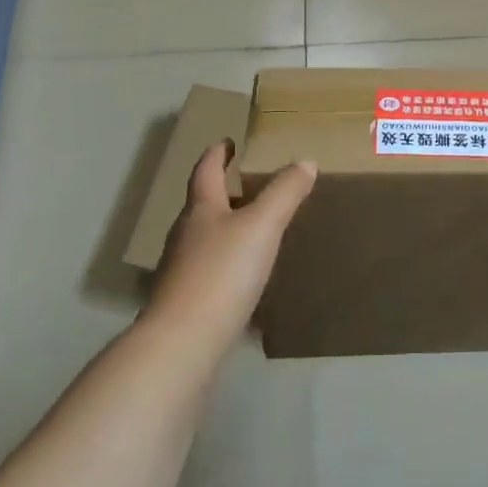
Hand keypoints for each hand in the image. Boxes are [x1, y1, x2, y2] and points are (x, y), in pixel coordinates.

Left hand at [146, 141, 316, 343]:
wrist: (183, 344)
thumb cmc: (221, 272)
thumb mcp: (262, 225)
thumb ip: (284, 192)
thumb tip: (305, 161)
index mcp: (200, 210)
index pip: (206, 171)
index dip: (218, 154)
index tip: (228, 141)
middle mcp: (186, 235)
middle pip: (203, 204)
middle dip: (224, 190)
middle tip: (250, 183)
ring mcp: (183, 271)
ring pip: (206, 238)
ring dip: (227, 227)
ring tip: (255, 227)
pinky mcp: (188, 303)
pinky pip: (211, 270)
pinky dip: (228, 262)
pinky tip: (246, 275)